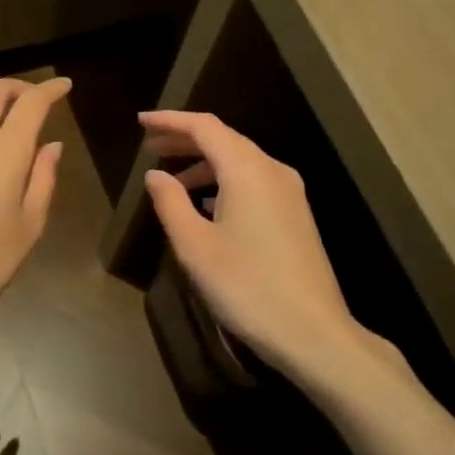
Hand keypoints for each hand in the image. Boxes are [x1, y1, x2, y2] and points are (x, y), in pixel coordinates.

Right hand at [139, 110, 377, 390]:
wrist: (313, 333)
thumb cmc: (246, 287)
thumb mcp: (195, 247)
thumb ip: (170, 203)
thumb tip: (155, 175)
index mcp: (247, 170)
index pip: (204, 127)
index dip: (170, 120)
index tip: (141, 122)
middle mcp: (272, 171)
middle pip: (224, 139)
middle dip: (185, 139)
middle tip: (149, 146)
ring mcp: (289, 193)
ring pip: (240, 161)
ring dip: (204, 163)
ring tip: (172, 179)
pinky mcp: (295, 215)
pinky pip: (253, 182)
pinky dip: (224, 182)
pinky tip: (206, 205)